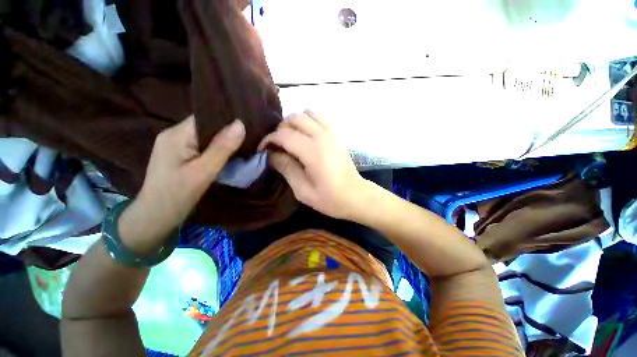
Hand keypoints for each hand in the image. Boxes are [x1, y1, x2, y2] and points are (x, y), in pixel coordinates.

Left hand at [119, 116, 244, 253]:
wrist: (155, 217)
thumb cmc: (177, 195)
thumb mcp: (203, 172)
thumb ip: (222, 148)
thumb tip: (240, 124)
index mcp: (176, 135)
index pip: (205, 116)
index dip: (226, 118)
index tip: (248, 123)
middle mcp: (174, 134)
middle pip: (205, 125)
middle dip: (227, 130)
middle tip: (250, 135)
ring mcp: (175, 145)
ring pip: (205, 136)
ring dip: (223, 140)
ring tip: (244, 143)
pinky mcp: (179, 155)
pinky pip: (202, 146)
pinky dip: (216, 148)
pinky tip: (228, 153)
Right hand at [260, 110, 366, 219]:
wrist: (355, 195)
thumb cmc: (329, 198)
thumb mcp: (302, 190)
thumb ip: (286, 168)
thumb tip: (271, 155)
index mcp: (312, 151)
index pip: (283, 135)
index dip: (269, 140)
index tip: (263, 150)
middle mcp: (321, 136)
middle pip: (294, 119)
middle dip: (280, 129)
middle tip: (277, 145)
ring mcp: (331, 132)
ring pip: (307, 113)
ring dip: (294, 122)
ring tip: (291, 137)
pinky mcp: (337, 134)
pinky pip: (320, 117)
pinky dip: (309, 120)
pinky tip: (306, 134)